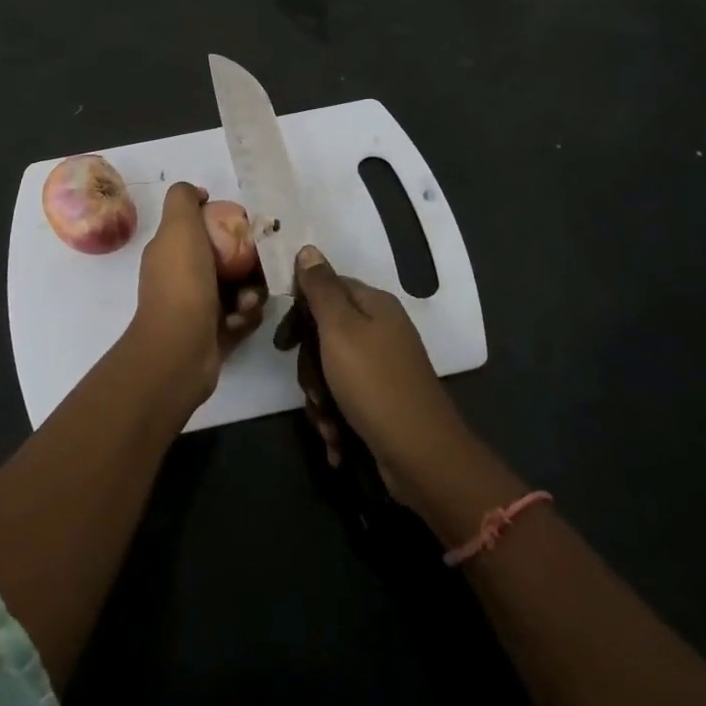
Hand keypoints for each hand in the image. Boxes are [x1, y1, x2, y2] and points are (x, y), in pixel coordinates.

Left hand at [126, 183, 264, 407]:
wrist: (179, 350)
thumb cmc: (182, 283)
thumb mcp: (178, 227)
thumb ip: (183, 200)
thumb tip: (198, 193)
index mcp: (170, 251)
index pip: (202, 228)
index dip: (224, 224)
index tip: (244, 227)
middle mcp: (181, 276)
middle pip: (226, 259)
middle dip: (247, 263)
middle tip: (258, 267)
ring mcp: (196, 307)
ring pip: (237, 288)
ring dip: (249, 292)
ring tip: (246, 302)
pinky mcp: (213, 333)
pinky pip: (241, 316)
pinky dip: (245, 316)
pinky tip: (239, 321)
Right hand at [286, 244, 470, 504]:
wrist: (422, 457)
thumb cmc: (375, 384)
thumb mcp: (340, 329)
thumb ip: (321, 288)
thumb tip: (308, 248)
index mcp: (374, 305)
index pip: (325, 287)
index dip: (300, 311)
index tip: (284, 342)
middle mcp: (380, 329)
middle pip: (324, 332)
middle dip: (310, 366)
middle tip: (313, 390)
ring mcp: (383, 366)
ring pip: (330, 369)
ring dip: (320, 399)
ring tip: (327, 422)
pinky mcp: (381, 399)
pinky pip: (344, 397)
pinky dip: (335, 418)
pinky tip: (336, 440)